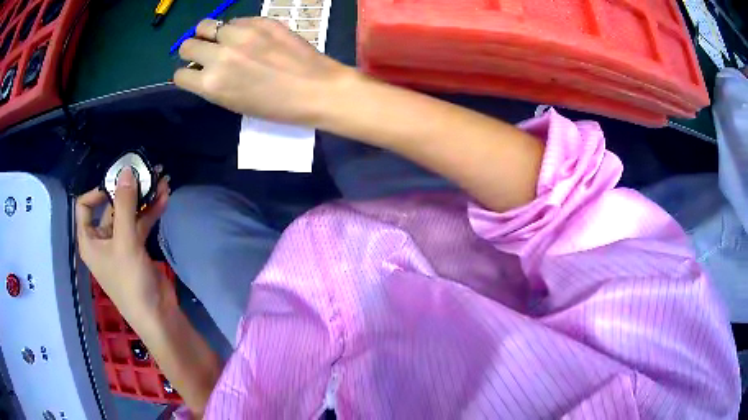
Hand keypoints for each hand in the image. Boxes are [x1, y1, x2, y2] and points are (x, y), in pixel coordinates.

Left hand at [76, 167, 174, 323]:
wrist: (157, 316)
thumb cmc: (131, 283)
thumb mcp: (125, 242)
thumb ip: (125, 205)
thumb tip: (126, 169)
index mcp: (89, 240)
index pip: (84, 206)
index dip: (98, 190)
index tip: (118, 182)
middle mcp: (102, 239)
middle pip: (111, 206)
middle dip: (128, 190)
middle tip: (146, 172)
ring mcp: (120, 244)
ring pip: (129, 214)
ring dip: (144, 198)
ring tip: (161, 180)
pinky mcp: (136, 249)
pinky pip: (141, 224)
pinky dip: (151, 211)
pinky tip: (164, 198)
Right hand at [174, 17, 356, 125]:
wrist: (317, 89)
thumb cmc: (276, 107)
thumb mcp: (235, 103)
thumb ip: (213, 85)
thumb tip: (201, 70)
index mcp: (211, 84)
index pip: (180, 75)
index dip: (186, 74)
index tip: (194, 73)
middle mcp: (219, 55)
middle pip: (187, 45)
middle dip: (192, 51)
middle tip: (206, 54)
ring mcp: (240, 34)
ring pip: (206, 25)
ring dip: (209, 34)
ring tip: (222, 40)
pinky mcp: (260, 20)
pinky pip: (235, 19)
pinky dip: (235, 28)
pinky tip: (249, 36)